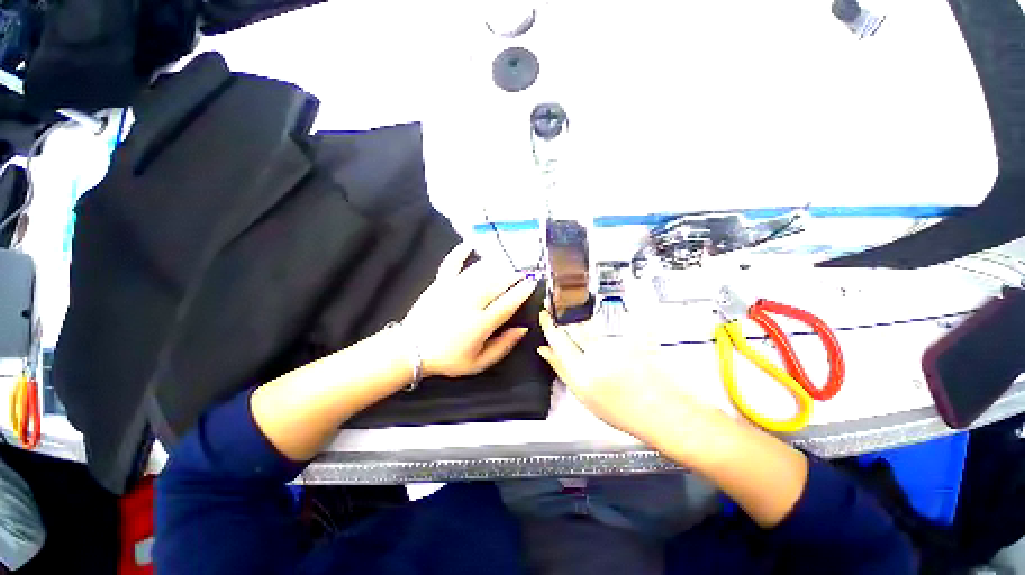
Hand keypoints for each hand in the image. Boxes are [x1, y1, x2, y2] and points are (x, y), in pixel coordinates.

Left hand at [404, 244, 537, 377]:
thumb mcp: (478, 363)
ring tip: (508, 261)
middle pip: (498, 282)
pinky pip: (452, 262)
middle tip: (525, 271)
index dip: (523, 291)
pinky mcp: (440, 283)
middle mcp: (470, 302)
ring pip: (481, 271)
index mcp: (480, 323)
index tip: (532, 282)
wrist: (411, 350)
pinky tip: (470, 244)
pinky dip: (460, 251)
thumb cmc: (448, 358)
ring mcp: (454, 289)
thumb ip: (503, 346)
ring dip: (497, 264)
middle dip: (514, 275)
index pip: (508, 302)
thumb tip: (522, 329)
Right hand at [537, 310, 718, 449]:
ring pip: (590, 326)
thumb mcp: (583, 395)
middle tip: (559, 318)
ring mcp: (617, 346)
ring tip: (588, 339)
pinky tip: (609, 342)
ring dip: (582, 326)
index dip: (548, 325)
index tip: (544, 316)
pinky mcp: (632, 337)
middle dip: (563, 320)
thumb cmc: (624, 410)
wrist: (662, 411)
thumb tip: (545, 350)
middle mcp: (598, 357)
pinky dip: (604, 330)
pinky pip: (609, 327)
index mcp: (582, 374)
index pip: (557, 340)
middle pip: (573, 328)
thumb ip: (561, 368)